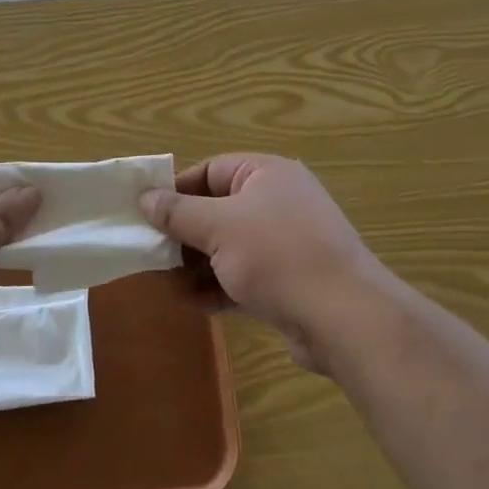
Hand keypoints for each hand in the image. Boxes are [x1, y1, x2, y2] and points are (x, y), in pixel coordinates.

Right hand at [141, 155, 392, 374]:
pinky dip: (218, 287)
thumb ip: (178, 212)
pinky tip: (193, 303)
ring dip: (197, 265)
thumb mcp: (219, 227)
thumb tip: (145, 197)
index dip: (176, 190)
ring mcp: (284, 243)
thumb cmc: (277, 256)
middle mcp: (277, 202)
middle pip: (216, 210)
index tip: (145, 214)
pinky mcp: (287, 281)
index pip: (210, 170)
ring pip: (227, 247)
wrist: (344, 318)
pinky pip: (242, 276)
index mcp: (266, 174)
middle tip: (151, 254)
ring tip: (166, 284)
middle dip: (183, 234)